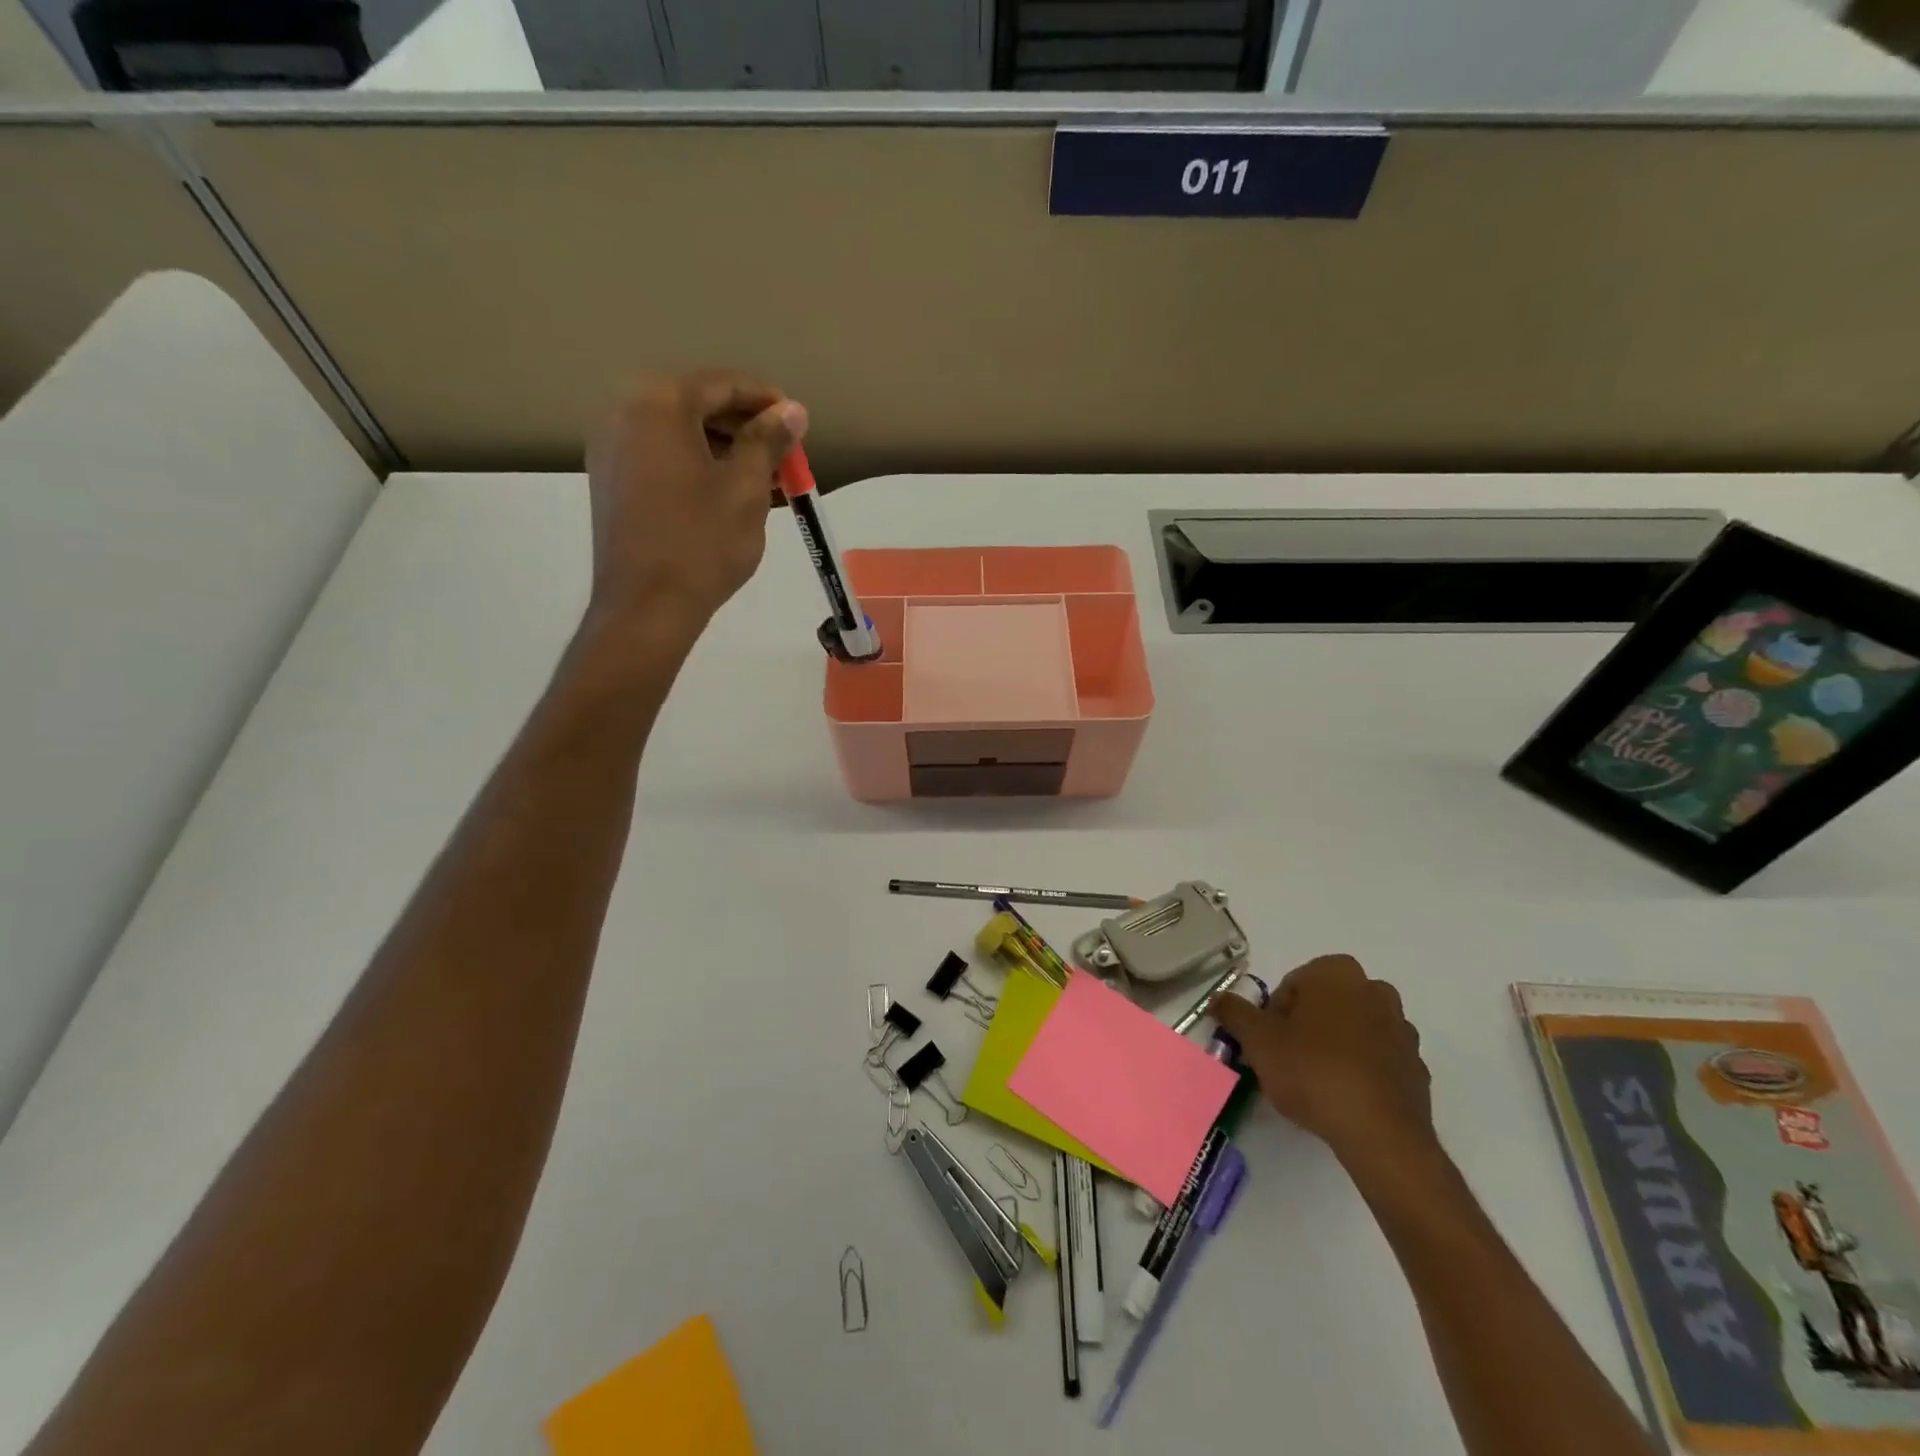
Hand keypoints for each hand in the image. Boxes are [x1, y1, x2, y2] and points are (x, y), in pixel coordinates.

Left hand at [583, 371, 806, 638]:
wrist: (646, 606)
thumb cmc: (702, 542)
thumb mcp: (746, 488)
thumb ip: (768, 440)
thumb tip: (792, 410)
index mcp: (658, 403)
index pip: (722, 384)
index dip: (766, 400)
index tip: (798, 422)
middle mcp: (624, 412)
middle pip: (698, 405)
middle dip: (745, 427)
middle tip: (784, 454)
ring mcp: (611, 447)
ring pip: (680, 433)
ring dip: (724, 449)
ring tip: (765, 478)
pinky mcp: (611, 480)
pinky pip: (663, 456)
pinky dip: (698, 465)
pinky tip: (730, 491)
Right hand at [1211, 954, 1434, 1167]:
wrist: (1381, 1135)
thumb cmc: (1313, 1071)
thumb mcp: (1257, 1040)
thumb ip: (1234, 1012)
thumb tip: (1219, 999)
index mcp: (1337, 973)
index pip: (1291, 986)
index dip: (1273, 1016)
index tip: (1270, 1045)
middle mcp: (1375, 990)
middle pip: (1323, 1005)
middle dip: (1305, 1027)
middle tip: (1287, 1062)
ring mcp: (1401, 1029)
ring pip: (1352, 1030)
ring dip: (1333, 1047)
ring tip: (1316, 1084)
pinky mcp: (1417, 1067)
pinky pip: (1377, 1060)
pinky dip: (1359, 1071)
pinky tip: (1344, 1099)